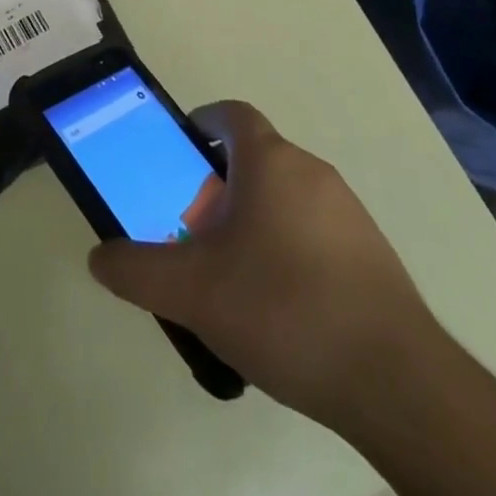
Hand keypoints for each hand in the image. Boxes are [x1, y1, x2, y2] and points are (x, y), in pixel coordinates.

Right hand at [87, 101, 440, 426]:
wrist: (395, 380)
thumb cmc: (283, 309)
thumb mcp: (192, 292)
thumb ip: (137, 270)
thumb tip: (100, 257)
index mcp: (270, 161)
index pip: (231, 114)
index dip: (201, 124)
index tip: (180, 155)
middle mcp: (312, 171)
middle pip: (255, 158)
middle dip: (219, 184)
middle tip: (193, 231)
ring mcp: (348, 211)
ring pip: (285, 196)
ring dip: (253, 218)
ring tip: (231, 277)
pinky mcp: (371, 253)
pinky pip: (315, 230)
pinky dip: (288, 248)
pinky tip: (279, 307)